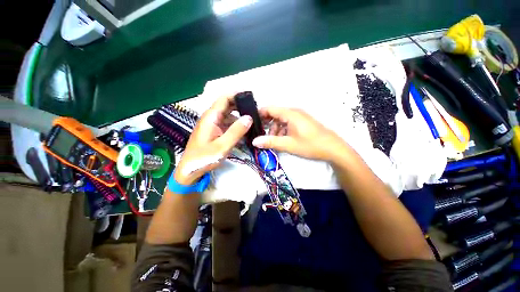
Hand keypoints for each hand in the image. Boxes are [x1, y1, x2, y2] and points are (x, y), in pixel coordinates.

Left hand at [173, 95, 251, 184]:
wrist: (190, 171)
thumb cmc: (204, 158)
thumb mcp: (222, 146)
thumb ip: (236, 131)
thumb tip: (249, 117)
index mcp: (211, 117)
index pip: (224, 98)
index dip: (237, 94)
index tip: (251, 95)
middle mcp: (211, 118)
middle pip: (227, 106)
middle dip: (241, 106)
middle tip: (255, 110)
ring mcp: (212, 125)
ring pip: (228, 116)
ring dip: (239, 117)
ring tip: (252, 121)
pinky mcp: (214, 132)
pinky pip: (227, 124)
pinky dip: (236, 126)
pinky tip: (244, 131)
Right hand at [252, 107, 348, 161]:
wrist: (333, 149)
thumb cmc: (310, 145)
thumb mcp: (288, 144)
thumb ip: (270, 142)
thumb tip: (254, 141)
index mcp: (290, 114)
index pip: (270, 109)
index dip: (259, 114)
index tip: (251, 123)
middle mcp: (294, 112)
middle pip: (275, 115)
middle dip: (267, 126)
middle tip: (262, 137)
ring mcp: (299, 117)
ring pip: (281, 121)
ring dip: (275, 130)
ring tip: (274, 142)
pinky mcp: (303, 123)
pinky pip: (288, 124)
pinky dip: (283, 131)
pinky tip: (283, 141)